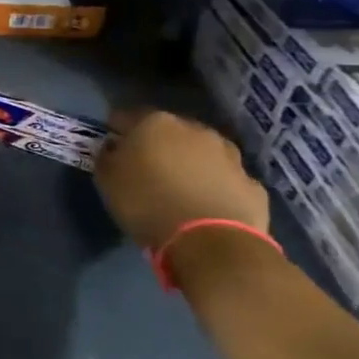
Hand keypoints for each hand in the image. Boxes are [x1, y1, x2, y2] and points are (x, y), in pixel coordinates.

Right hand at [95, 108, 267, 250]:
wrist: (212, 242)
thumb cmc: (147, 204)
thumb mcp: (106, 181)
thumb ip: (106, 157)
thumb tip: (113, 148)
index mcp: (155, 123)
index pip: (124, 116)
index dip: (115, 131)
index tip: (109, 148)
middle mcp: (194, 130)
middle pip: (168, 131)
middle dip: (156, 144)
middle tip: (144, 168)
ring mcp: (229, 156)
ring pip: (201, 152)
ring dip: (188, 163)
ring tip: (177, 187)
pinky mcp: (251, 184)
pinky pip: (224, 179)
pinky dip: (213, 186)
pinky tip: (203, 205)